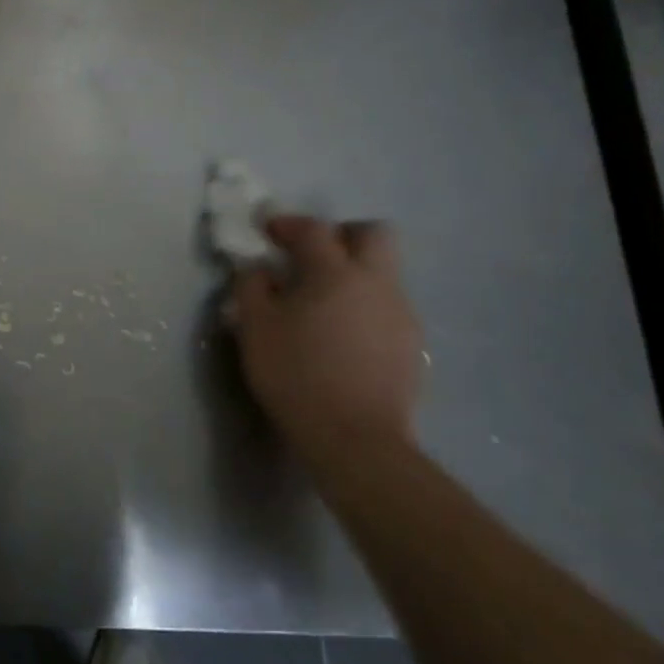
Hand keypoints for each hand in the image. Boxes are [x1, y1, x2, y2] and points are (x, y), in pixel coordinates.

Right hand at [231, 216, 423, 469]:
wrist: (356, 439)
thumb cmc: (296, 375)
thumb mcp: (255, 328)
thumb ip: (252, 287)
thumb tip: (261, 270)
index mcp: (335, 273)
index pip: (314, 229)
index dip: (288, 224)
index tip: (267, 231)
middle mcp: (375, 283)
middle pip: (373, 234)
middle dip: (342, 235)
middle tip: (312, 255)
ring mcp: (400, 313)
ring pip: (383, 272)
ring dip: (354, 273)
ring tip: (323, 302)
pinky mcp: (411, 344)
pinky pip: (387, 306)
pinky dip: (364, 306)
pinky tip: (342, 334)